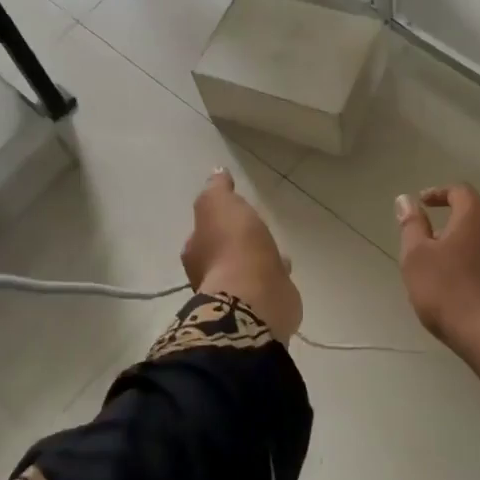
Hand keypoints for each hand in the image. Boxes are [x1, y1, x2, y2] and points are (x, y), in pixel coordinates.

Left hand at [181, 169, 302, 341]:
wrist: (255, 297)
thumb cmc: (233, 247)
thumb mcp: (218, 204)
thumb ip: (217, 189)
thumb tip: (216, 172)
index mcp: (195, 252)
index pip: (201, 233)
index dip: (214, 223)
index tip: (231, 214)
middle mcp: (209, 276)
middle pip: (222, 254)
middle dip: (236, 243)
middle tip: (253, 232)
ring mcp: (235, 295)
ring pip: (245, 270)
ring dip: (256, 260)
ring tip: (274, 250)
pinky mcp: (260, 307)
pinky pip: (266, 285)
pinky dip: (272, 277)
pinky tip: (284, 269)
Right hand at [396, 184, 479, 351]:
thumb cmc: (452, 293)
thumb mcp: (417, 259)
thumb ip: (412, 227)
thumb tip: (406, 199)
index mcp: (477, 217)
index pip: (459, 191)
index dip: (439, 193)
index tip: (422, 203)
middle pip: (477, 218)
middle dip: (453, 227)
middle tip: (432, 246)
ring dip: (470, 252)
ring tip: (450, 276)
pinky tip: (473, 297)